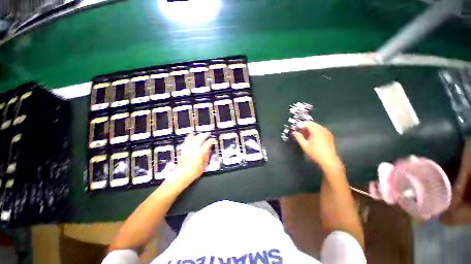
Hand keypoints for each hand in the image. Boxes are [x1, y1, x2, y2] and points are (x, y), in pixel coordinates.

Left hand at [171, 133, 215, 188]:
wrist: (181, 175)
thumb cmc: (194, 172)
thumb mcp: (204, 165)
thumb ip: (207, 156)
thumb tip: (209, 150)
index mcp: (200, 153)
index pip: (207, 144)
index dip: (211, 141)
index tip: (213, 139)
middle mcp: (194, 149)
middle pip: (200, 139)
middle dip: (205, 135)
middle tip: (208, 134)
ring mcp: (188, 148)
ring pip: (193, 138)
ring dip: (198, 135)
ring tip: (201, 134)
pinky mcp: (183, 150)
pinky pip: (187, 141)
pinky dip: (190, 137)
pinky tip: (191, 136)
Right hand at [292, 121, 341, 170]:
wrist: (329, 160)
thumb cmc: (315, 153)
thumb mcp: (305, 145)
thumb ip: (299, 137)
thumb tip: (294, 132)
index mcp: (316, 131)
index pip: (308, 124)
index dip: (301, 124)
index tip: (296, 127)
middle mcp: (322, 129)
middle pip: (313, 124)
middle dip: (305, 125)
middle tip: (299, 130)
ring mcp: (327, 132)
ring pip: (317, 126)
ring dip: (310, 128)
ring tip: (304, 133)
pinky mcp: (329, 135)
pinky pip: (321, 129)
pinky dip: (315, 130)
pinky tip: (311, 135)